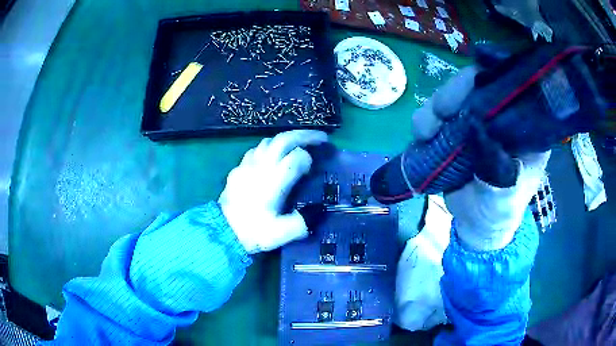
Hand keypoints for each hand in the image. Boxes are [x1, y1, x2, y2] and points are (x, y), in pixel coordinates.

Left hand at [219, 130, 327, 253]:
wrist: (222, 231)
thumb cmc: (252, 232)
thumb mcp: (280, 234)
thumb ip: (300, 223)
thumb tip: (313, 214)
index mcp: (273, 181)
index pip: (296, 157)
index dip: (308, 159)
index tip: (312, 168)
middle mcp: (261, 167)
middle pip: (284, 139)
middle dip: (304, 135)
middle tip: (320, 137)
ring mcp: (247, 165)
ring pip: (268, 141)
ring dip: (286, 139)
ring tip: (298, 145)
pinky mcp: (238, 168)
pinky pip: (255, 150)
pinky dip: (269, 148)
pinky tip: (272, 156)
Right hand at [412, 67, 549, 250]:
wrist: (477, 226)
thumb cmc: (500, 212)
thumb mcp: (506, 196)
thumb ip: (499, 169)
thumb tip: (477, 130)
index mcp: (524, 128)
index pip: (510, 89)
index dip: (491, 77)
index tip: (472, 83)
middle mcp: (500, 117)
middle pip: (477, 86)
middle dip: (456, 92)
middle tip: (441, 111)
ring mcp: (475, 122)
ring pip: (454, 97)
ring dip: (435, 107)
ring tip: (425, 131)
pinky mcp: (454, 131)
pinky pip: (437, 115)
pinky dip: (426, 120)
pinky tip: (422, 135)